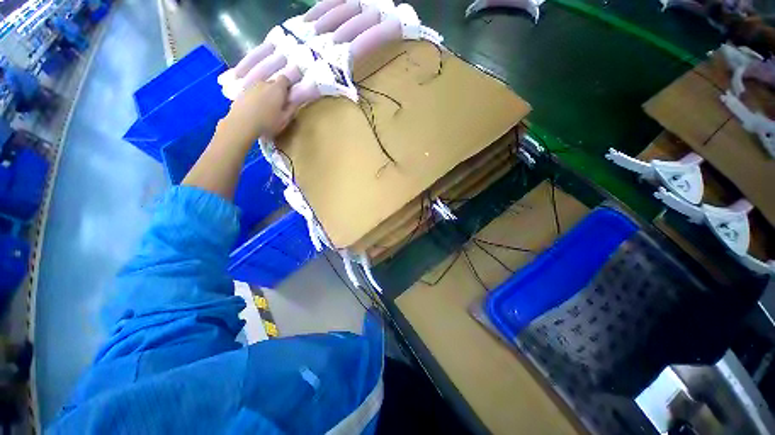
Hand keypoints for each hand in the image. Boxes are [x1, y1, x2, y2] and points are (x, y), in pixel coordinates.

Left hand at [220, 76, 295, 144]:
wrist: (241, 124)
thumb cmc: (267, 123)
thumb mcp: (285, 120)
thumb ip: (291, 109)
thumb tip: (294, 102)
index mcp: (277, 89)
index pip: (284, 78)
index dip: (288, 85)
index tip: (289, 94)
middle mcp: (264, 83)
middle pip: (273, 83)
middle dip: (277, 91)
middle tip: (279, 104)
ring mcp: (251, 86)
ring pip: (262, 87)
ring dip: (265, 94)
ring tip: (266, 108)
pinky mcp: (241, 92)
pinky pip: (252, 92)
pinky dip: (255, 98)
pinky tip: (255, 109)